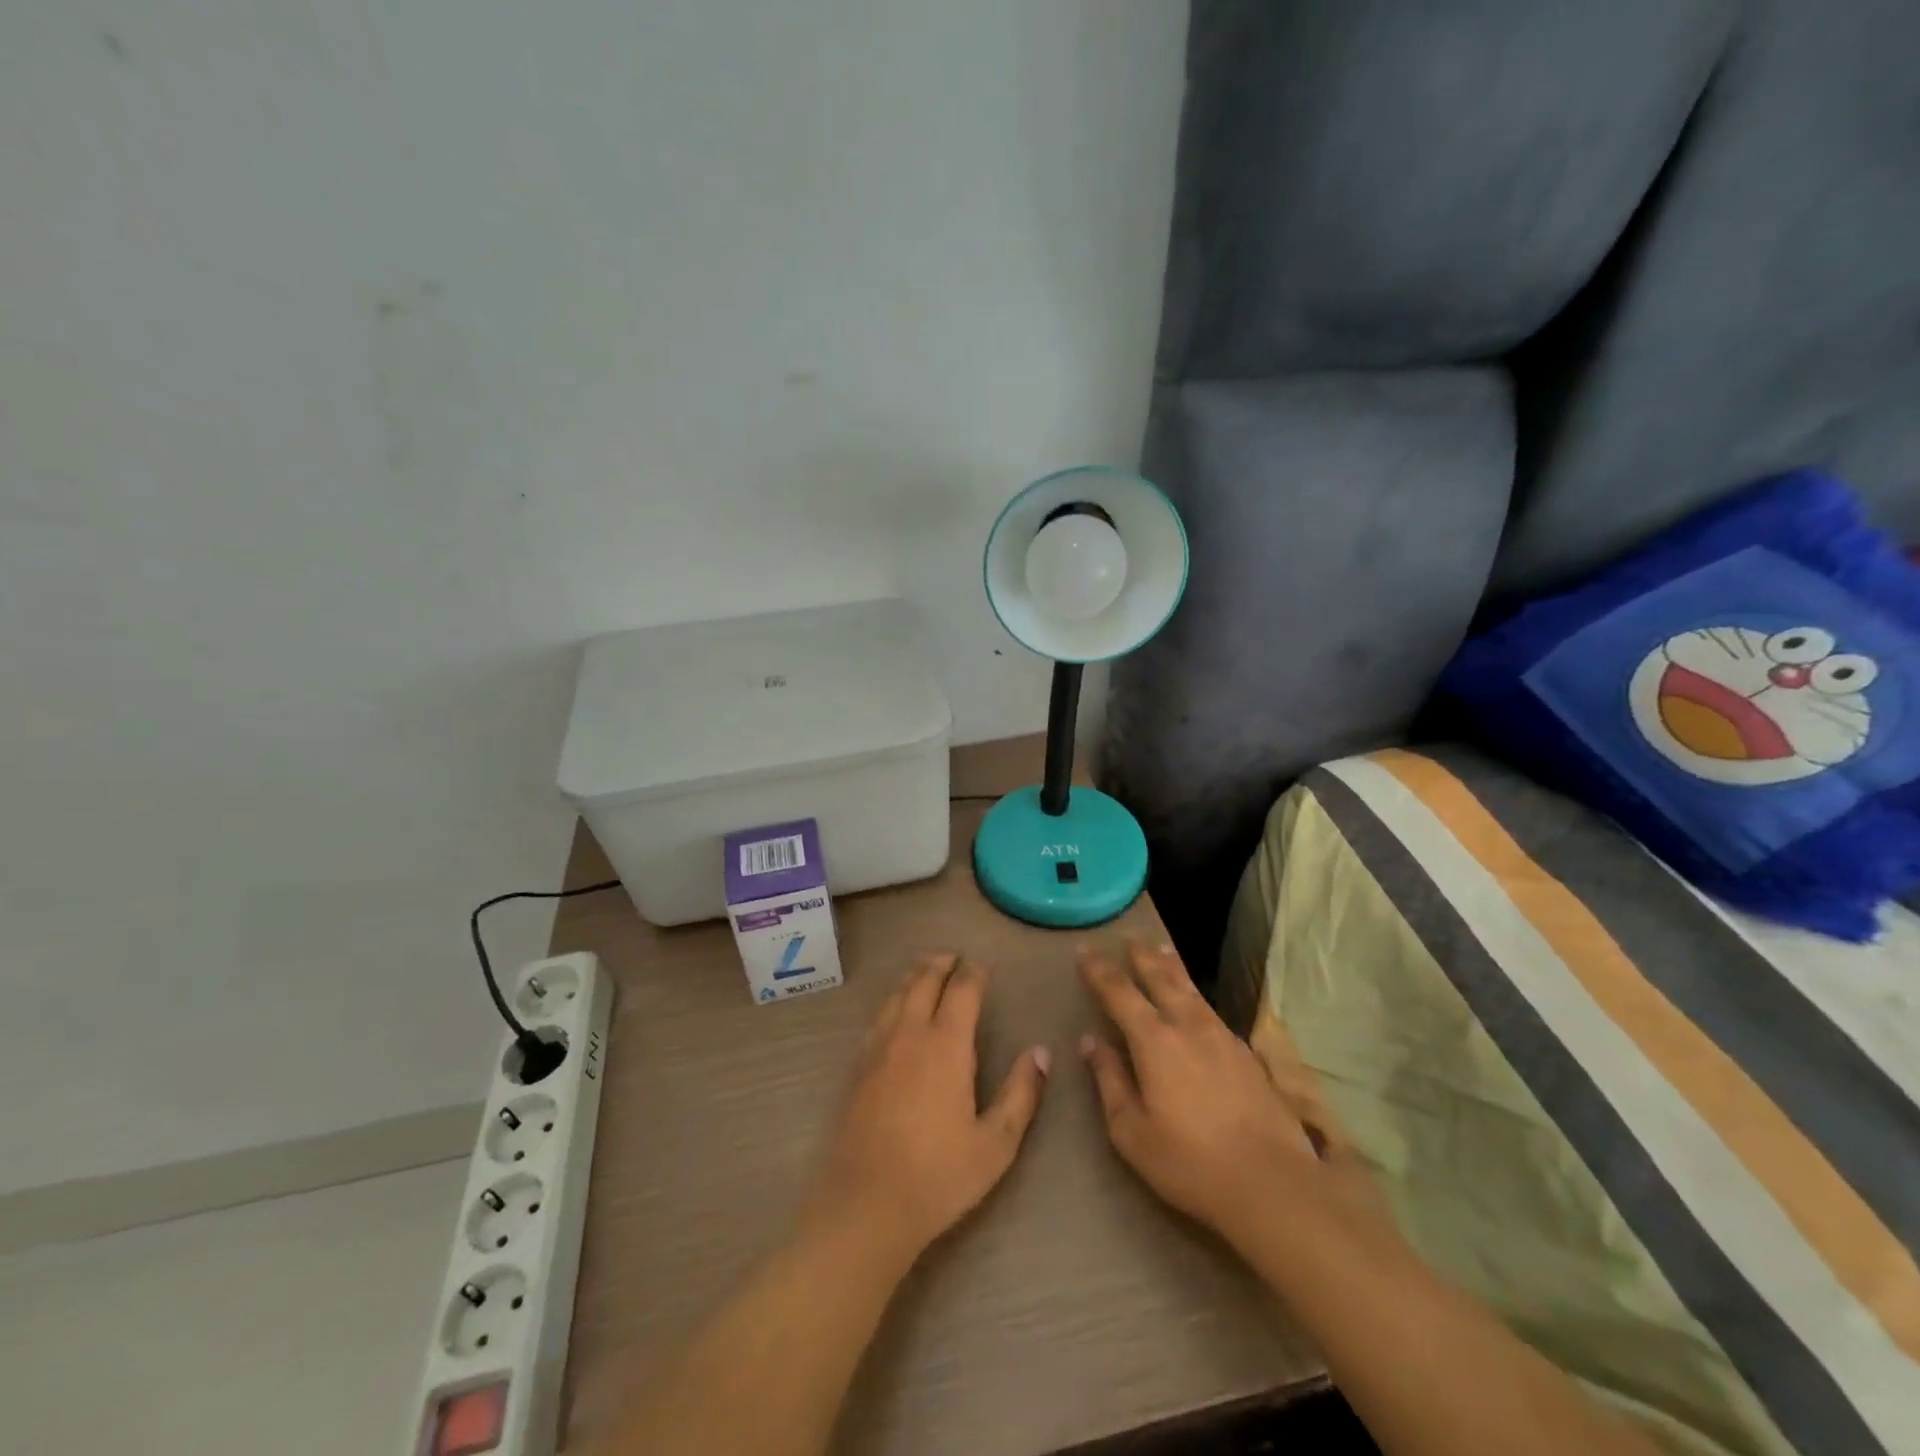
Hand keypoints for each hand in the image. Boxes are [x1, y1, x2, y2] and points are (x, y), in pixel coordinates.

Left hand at [804, 954, 1050, 1263]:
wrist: (866, 1204)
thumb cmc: (938, 1175)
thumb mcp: (996, 1143)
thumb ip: (1021, 1093)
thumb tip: (1041, 1052)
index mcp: (947, 1044)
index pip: (962, 990)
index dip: (975, 973)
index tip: (984, 968)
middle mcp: (910, 1033)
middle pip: (924, 981)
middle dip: (941, 964)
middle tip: (954, 957)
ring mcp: (878, 1047)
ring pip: (897, 994)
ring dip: (914, 976)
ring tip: (926, 970)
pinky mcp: (858, 1066)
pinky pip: (879, 1016)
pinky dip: (894, 999)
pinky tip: (897, 1011)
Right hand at [1078, 942, 1366, 1250]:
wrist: (1272, 1183)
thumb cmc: (1189, 1162)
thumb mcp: (1131, 1130)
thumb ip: (1109, 1080)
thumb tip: (1091, 1042)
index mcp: (1153, 1040)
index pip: (1119, 992)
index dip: (1099, 970)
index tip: (1084, 951)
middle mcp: (1187, 1026)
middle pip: (1160, 978)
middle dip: (1140, 956)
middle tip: (1128, 938)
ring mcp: (1222, 1036)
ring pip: (1190, 989)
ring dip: (1171, 966)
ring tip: (1161, 950)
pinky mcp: (1246, 1053)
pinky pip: (1211, 1009)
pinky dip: (1195, 993)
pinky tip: (1196, 1001)